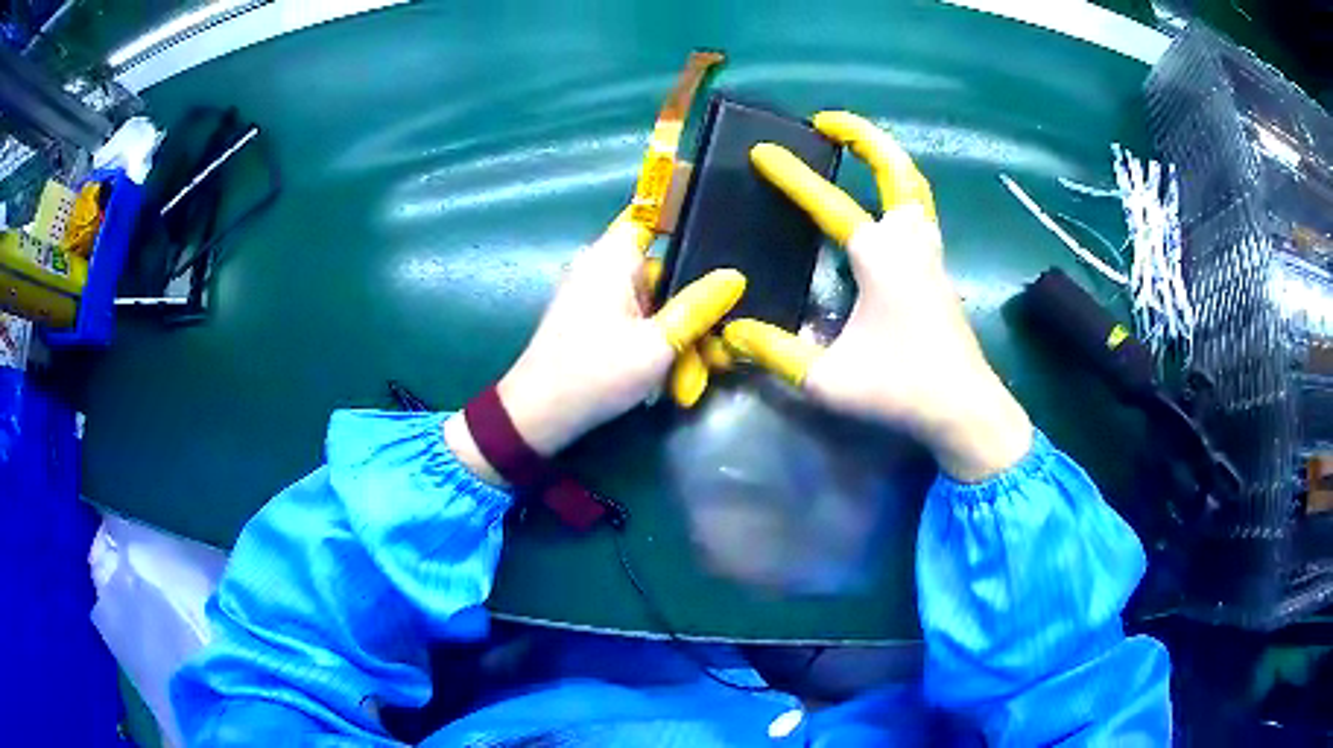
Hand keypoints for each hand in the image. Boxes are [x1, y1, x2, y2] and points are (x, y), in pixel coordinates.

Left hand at [446, 212, 744, 483]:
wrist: (539, 416)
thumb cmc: (596, 372)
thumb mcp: (657, 344)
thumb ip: (698, 307)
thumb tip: (735, 276)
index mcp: (611, 257)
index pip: (652, 215)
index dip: (685, 216)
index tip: (722, 231)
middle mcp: (600, 266)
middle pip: (659, 264)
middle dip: (690, 295)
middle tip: (721, 325)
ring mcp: (593, 293)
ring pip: (651, 296)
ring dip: (675, 324)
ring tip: (702, 358)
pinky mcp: (591, 318)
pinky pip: (634, 315)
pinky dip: (654, 334)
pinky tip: (675, 366)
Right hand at [722, 112, 1031, 481]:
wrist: (964, 409)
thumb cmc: (900, 390)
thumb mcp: (827, 379)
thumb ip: (775, 351)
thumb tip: (730, 330)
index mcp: (880, 257)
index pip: (830, 203)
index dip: (793, 176)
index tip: (762, 152)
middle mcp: (908, 242)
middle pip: (896, 169)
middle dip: (862, 136)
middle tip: (826, 122)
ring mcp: (929, 254)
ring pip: (914, 186)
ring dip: (886, 158)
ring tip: (856, 147)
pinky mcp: (938, 270)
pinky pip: (920, 210)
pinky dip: (900, 188)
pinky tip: (881, 202)